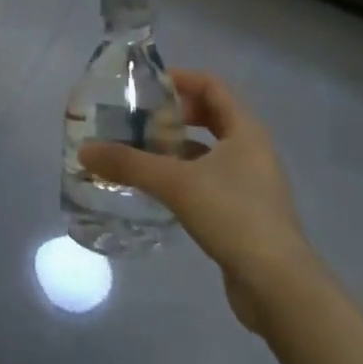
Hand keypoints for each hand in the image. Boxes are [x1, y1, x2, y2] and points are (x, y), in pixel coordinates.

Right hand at [78, 70, 314, 336]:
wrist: (277, 284)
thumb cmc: (233, 215)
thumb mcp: (175, 183)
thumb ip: (129, 164)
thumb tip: (85, 151)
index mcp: (245, 130)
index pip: (212, 86)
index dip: (180, 79)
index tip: (146, 85)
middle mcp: (252, 150)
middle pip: (211, 116)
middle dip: (174, 114)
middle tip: (137, 118)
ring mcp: (251, 183)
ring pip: (209, 151)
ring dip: (177, 147)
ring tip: (139, 151)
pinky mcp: (245, 212)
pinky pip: (209, 179)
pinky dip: (184, 175)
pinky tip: (158, 189)